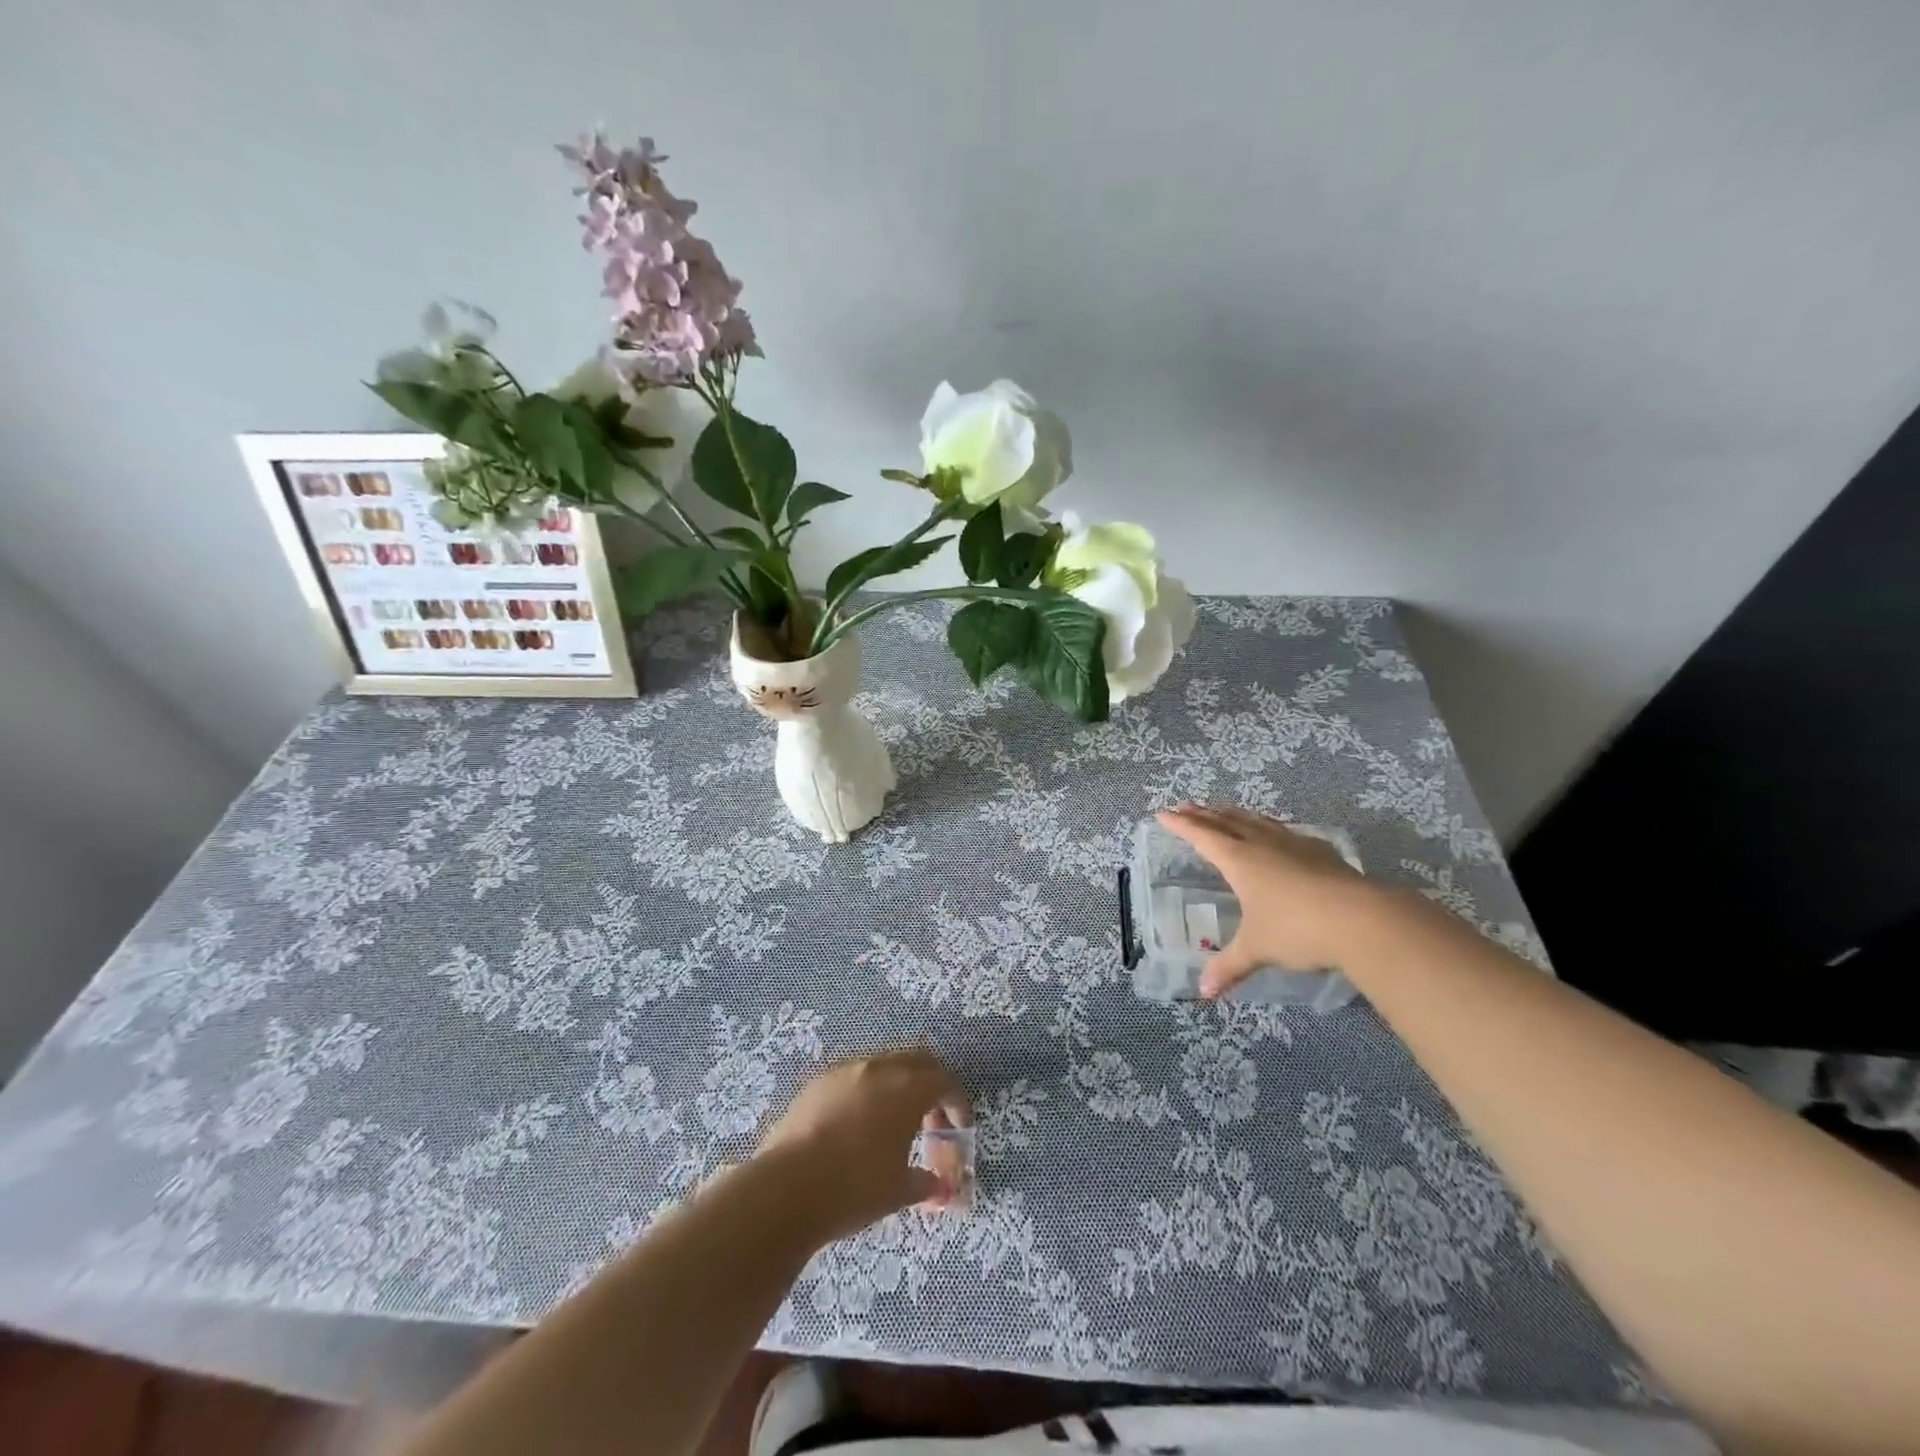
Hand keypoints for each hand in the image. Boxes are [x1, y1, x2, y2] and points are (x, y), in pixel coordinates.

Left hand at [755, 1047, 972, 1244]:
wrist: (786, 1189)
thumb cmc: (854, 1188)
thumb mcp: (899, 1191)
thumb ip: (926, 1182)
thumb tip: (941, 1187)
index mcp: (907, 1088)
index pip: (945, 1081)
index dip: (957, 1103)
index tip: (958, 1129)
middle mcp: (879, 1067)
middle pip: (917, 1060)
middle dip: (930, 1085)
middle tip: (932, 1120)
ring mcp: (845, 1070)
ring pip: (884, 1065)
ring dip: (897, 1086)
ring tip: (893, 1123)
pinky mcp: (818, 1082)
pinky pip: (854, 1077)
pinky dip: (867, 1092)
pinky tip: (858, 1125)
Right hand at [1157, 803, 1376, 997]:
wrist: (1362, 919)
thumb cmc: (1297, 929)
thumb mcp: (1256, 949)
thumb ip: (1229, 967)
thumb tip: (1204, 992)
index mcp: (1239, 860)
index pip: (1201, 836)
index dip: (1180, 825)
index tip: (1163, 813)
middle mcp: (1262, 844)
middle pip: (1227, 821)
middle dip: (1204, 814)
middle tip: (1187, 806)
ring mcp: (1294, 844)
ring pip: (1257, 821)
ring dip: (1235, 814)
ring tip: (1224, 810)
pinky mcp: (1321, 851)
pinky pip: (1285, 831)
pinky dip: (1270, 827)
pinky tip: (1278, 834)